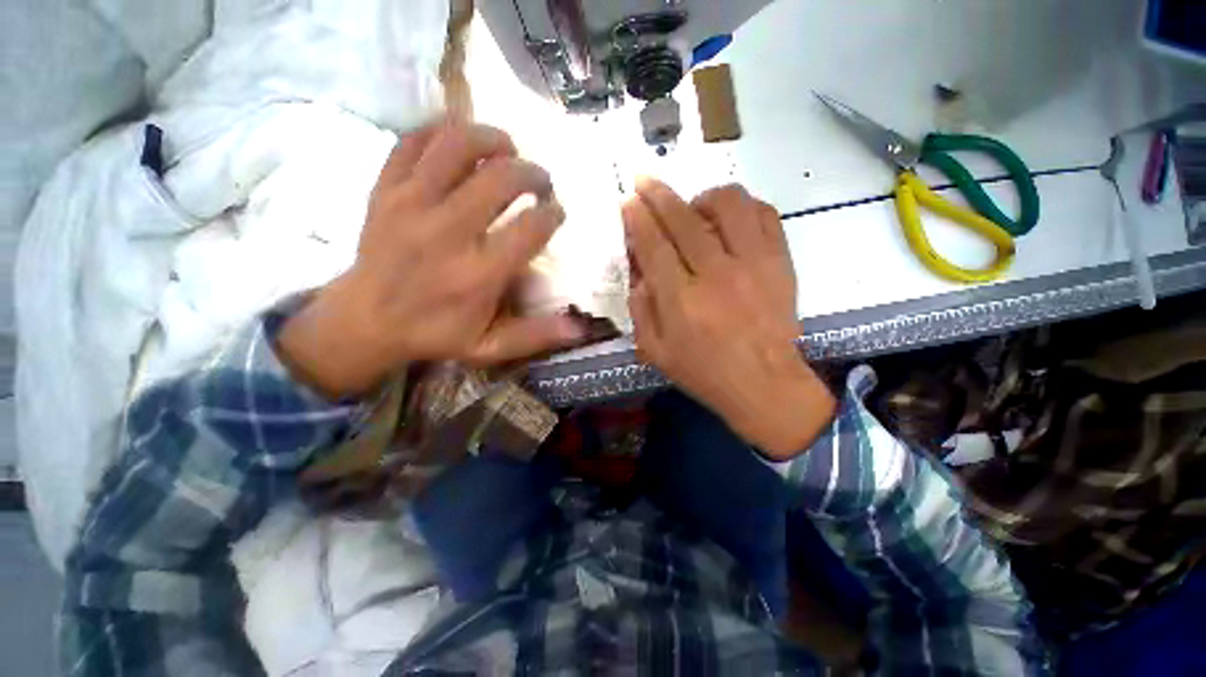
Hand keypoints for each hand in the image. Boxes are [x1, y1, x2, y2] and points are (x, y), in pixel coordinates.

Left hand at [277, 120, 584, 398]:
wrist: (364, 321)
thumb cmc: (434, 334)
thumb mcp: (490, 346)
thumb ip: (536, 335)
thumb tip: (580, 329)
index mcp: (478, 275)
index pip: (530, 228)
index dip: (551, 214)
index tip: (555, 214)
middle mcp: (448, 233)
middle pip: (501, 179)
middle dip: (532, 173)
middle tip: (540, 182)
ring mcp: (411, 204)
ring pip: (457, 146)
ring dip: (491, 139)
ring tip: (507, 149)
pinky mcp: (385, 190)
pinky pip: (413, 141)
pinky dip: (441, 131)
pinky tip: (461, 141)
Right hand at [623, 179, 835, 458]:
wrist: (764, 384)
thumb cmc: (704, 371)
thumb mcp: (655, 351)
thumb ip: (640, 307)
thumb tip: (639, 270)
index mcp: (681, 301)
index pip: (654, 245)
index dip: (637, 218)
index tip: (628, 200)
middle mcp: (716, 275)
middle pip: (683, 218)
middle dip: (658, 193)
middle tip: (644, 181)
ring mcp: (754, 264)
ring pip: (728, 204)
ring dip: (702, 196)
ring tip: (693, 207)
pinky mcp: (780, 261)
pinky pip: (764, 214)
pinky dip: (743, 206)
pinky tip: (729, 218)